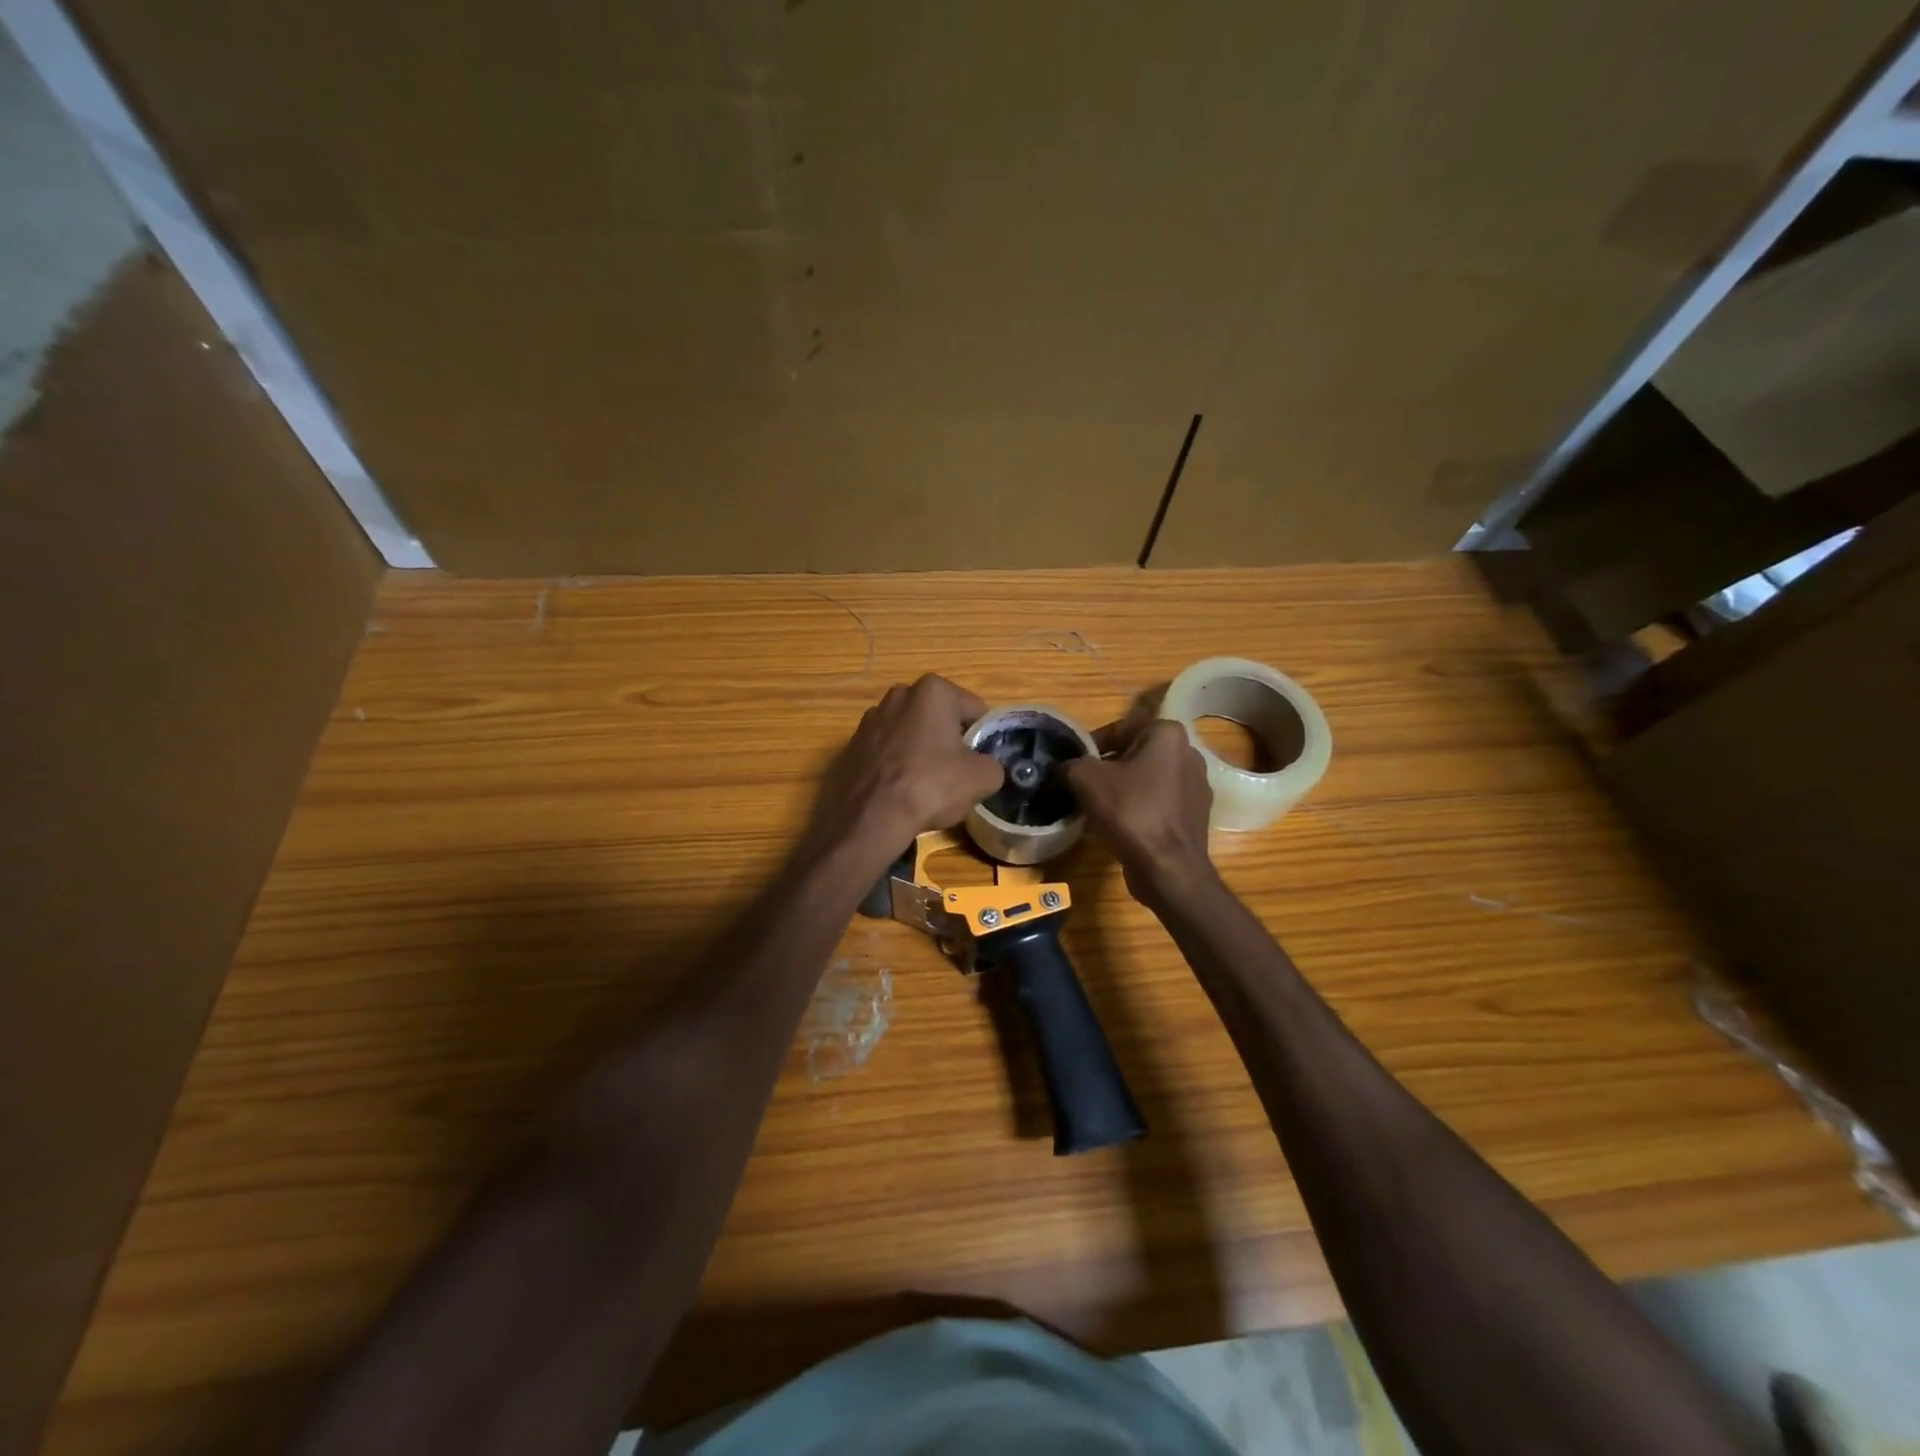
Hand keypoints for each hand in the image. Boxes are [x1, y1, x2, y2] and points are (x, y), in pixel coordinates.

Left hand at [806, 675, 1004, 870]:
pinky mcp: (850, 745)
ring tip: (926, 786)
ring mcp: (870, 719)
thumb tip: (986, 768)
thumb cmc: (931, 785)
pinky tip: (899, 791)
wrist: (870, 816)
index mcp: (934, 690)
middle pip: (939, 719)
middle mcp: (899, 695)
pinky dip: (896, 765)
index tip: (981, 761)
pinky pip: (886, 752)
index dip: (983, 737)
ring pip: (911, 735)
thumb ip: (993, 765)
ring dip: (921, 752)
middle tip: (956, 773)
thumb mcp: (982, 778)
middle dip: (949, 740)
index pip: (975, 710)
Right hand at [1065, 716, 1216, 907]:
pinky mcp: (1196, 815)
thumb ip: (1071, 764)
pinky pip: (1160, 804)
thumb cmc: (1130, 812)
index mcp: (1168, 734)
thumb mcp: (1086, 779)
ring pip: (1148, 780)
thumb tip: (1064, 767)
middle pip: (1135, 754)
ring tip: (1099, 808)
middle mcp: (1189, 753)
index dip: (1091, 746)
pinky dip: (1141, 809)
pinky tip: (1122, 826)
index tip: (1073, 765)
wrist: (1168, 868)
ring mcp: (1197, 786)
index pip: (1119, 730)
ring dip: (1124, 789)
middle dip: (1109, 768)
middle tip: (1083, 786)